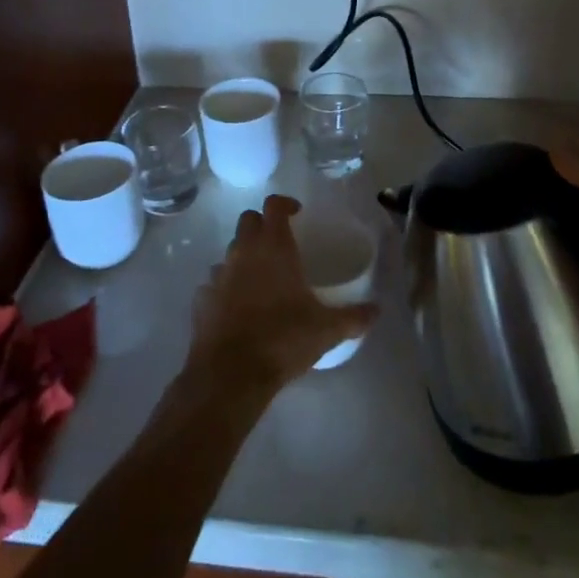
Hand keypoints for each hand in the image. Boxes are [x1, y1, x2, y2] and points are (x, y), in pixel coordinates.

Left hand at [185, 196, 376, 390]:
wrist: (230, 374)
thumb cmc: (282, 340)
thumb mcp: (326, 330)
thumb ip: (353, 317)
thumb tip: (377, 310)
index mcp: (274, 247)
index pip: (274, 205)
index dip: (285, 204)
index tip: (296, 213)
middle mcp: (243, 251)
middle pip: (248, 220)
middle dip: (262, 225)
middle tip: (279, 244)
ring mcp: (219, 273)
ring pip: (230, 250)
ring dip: (244, 256)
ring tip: (261, 280)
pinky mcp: (201, 298)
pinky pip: (214, 282)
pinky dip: (226, 287)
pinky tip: (237, 308)